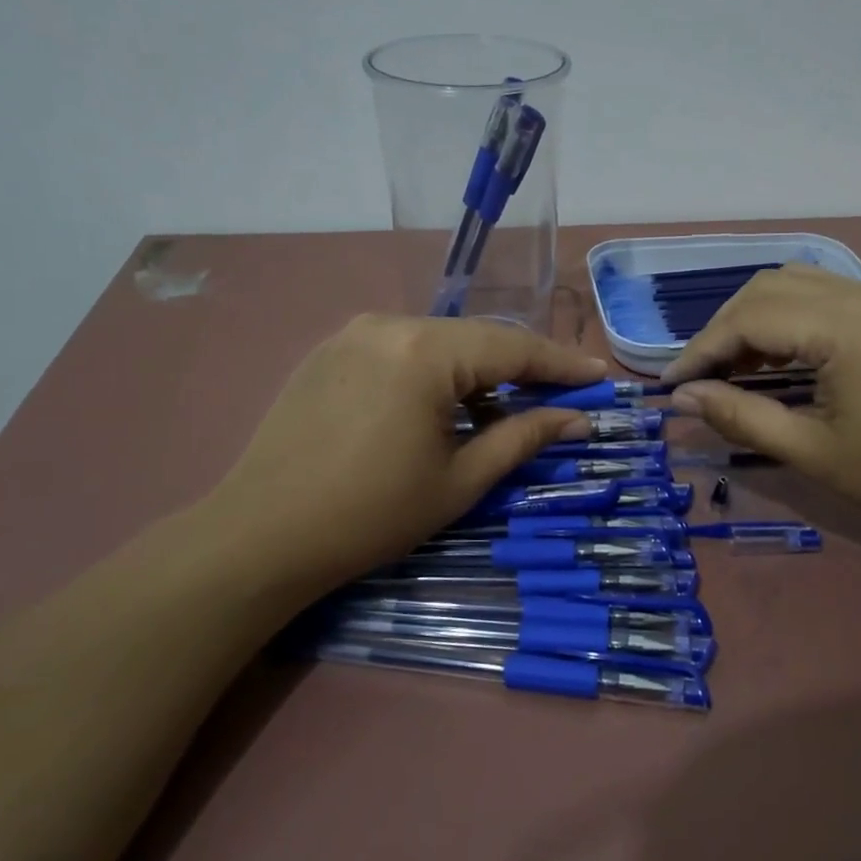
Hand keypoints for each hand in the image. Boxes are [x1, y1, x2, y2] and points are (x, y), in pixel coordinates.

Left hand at [206, 314, 607, 595]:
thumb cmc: (371, 514)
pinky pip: (402, 351)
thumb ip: (524, 438)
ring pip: (439, 343)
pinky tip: (444, 408)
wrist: (260, 536)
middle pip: (477, 338)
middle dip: (521, 367)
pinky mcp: (330, 351)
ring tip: (502, 411)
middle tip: (560, 395)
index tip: (599, 376)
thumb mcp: (460, 480)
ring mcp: (354, 333)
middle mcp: (390, 324)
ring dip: (477, 372)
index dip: (562, 363)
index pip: (513, 347)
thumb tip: (577, 418)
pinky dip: (435, 373)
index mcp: (425, 351)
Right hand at [661, 267, 860, 535]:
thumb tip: (682, 398)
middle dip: (721, 330)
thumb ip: (740, 418)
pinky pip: (814, 293)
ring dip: (748, 319)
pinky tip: (768, 357)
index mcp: (848, 329)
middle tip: (698, 378)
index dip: (703, 349)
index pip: (751, 319)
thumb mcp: (811, 453)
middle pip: (765, 289)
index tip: (671, 384)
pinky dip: (779, 317)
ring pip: (787, 282)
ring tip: (728, 368)